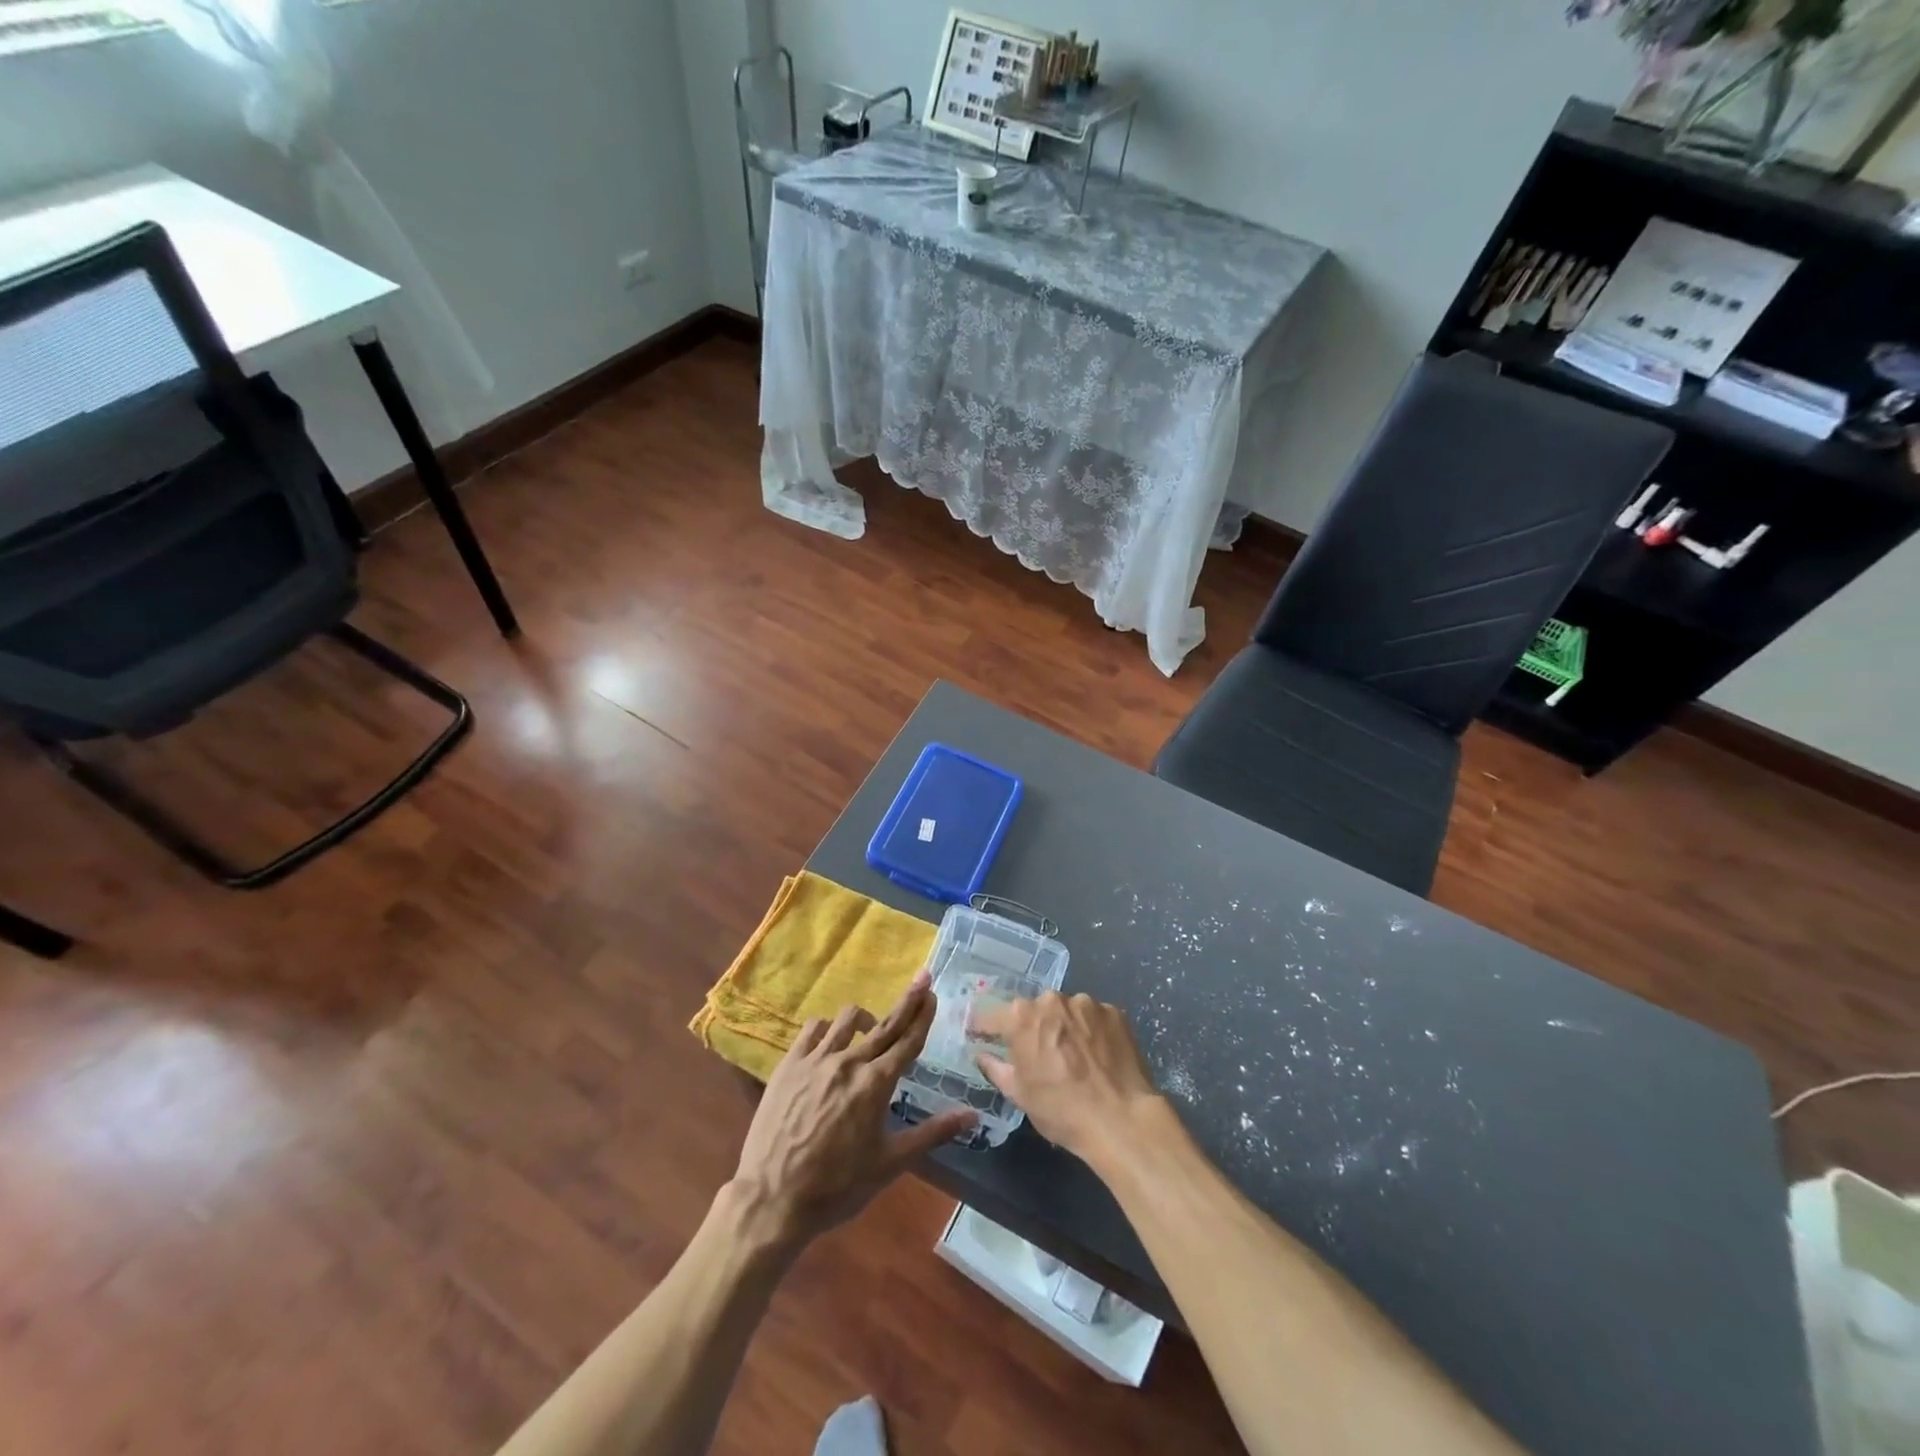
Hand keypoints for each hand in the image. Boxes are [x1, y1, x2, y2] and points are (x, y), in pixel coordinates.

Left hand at [729, 971, 975, 1250]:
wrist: (773, 1198)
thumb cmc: (837, 1186)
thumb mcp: (890, 1163)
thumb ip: (932, 1134)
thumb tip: (973, 1117)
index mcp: (876, 1084)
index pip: (907, 1040)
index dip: (922, 1015)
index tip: (932, 992)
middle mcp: (849, 1062)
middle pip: (885, 1023)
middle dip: (906, 1002)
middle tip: (921, 980)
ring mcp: (816, 1059)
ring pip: (846, 1019)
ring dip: (865, 1018)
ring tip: (870, 1028)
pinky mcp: (789, 1064)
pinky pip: (813, 1029)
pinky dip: (827, 1029)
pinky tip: (830, 1040)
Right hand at [973, 992, 1165, 1168]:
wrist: (1121, 1118)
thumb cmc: (1061, 1109)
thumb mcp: (1019, 1094)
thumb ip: (995, 1068)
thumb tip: (983, 1054)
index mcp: (1022, 1016)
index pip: (992, 1016)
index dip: (984, 1028)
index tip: (980, 1036)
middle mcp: (1052, 999)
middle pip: (1033, 1010)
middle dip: (1032, 1028)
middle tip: (1038, 1054)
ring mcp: (1086, 1003)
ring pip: (1066, 1011)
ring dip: (1064, 1027)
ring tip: (1074, 1057)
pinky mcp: (1114, 1012)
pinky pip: (1093, 1018)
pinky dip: (1091, 1031)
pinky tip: (1097, 1056)